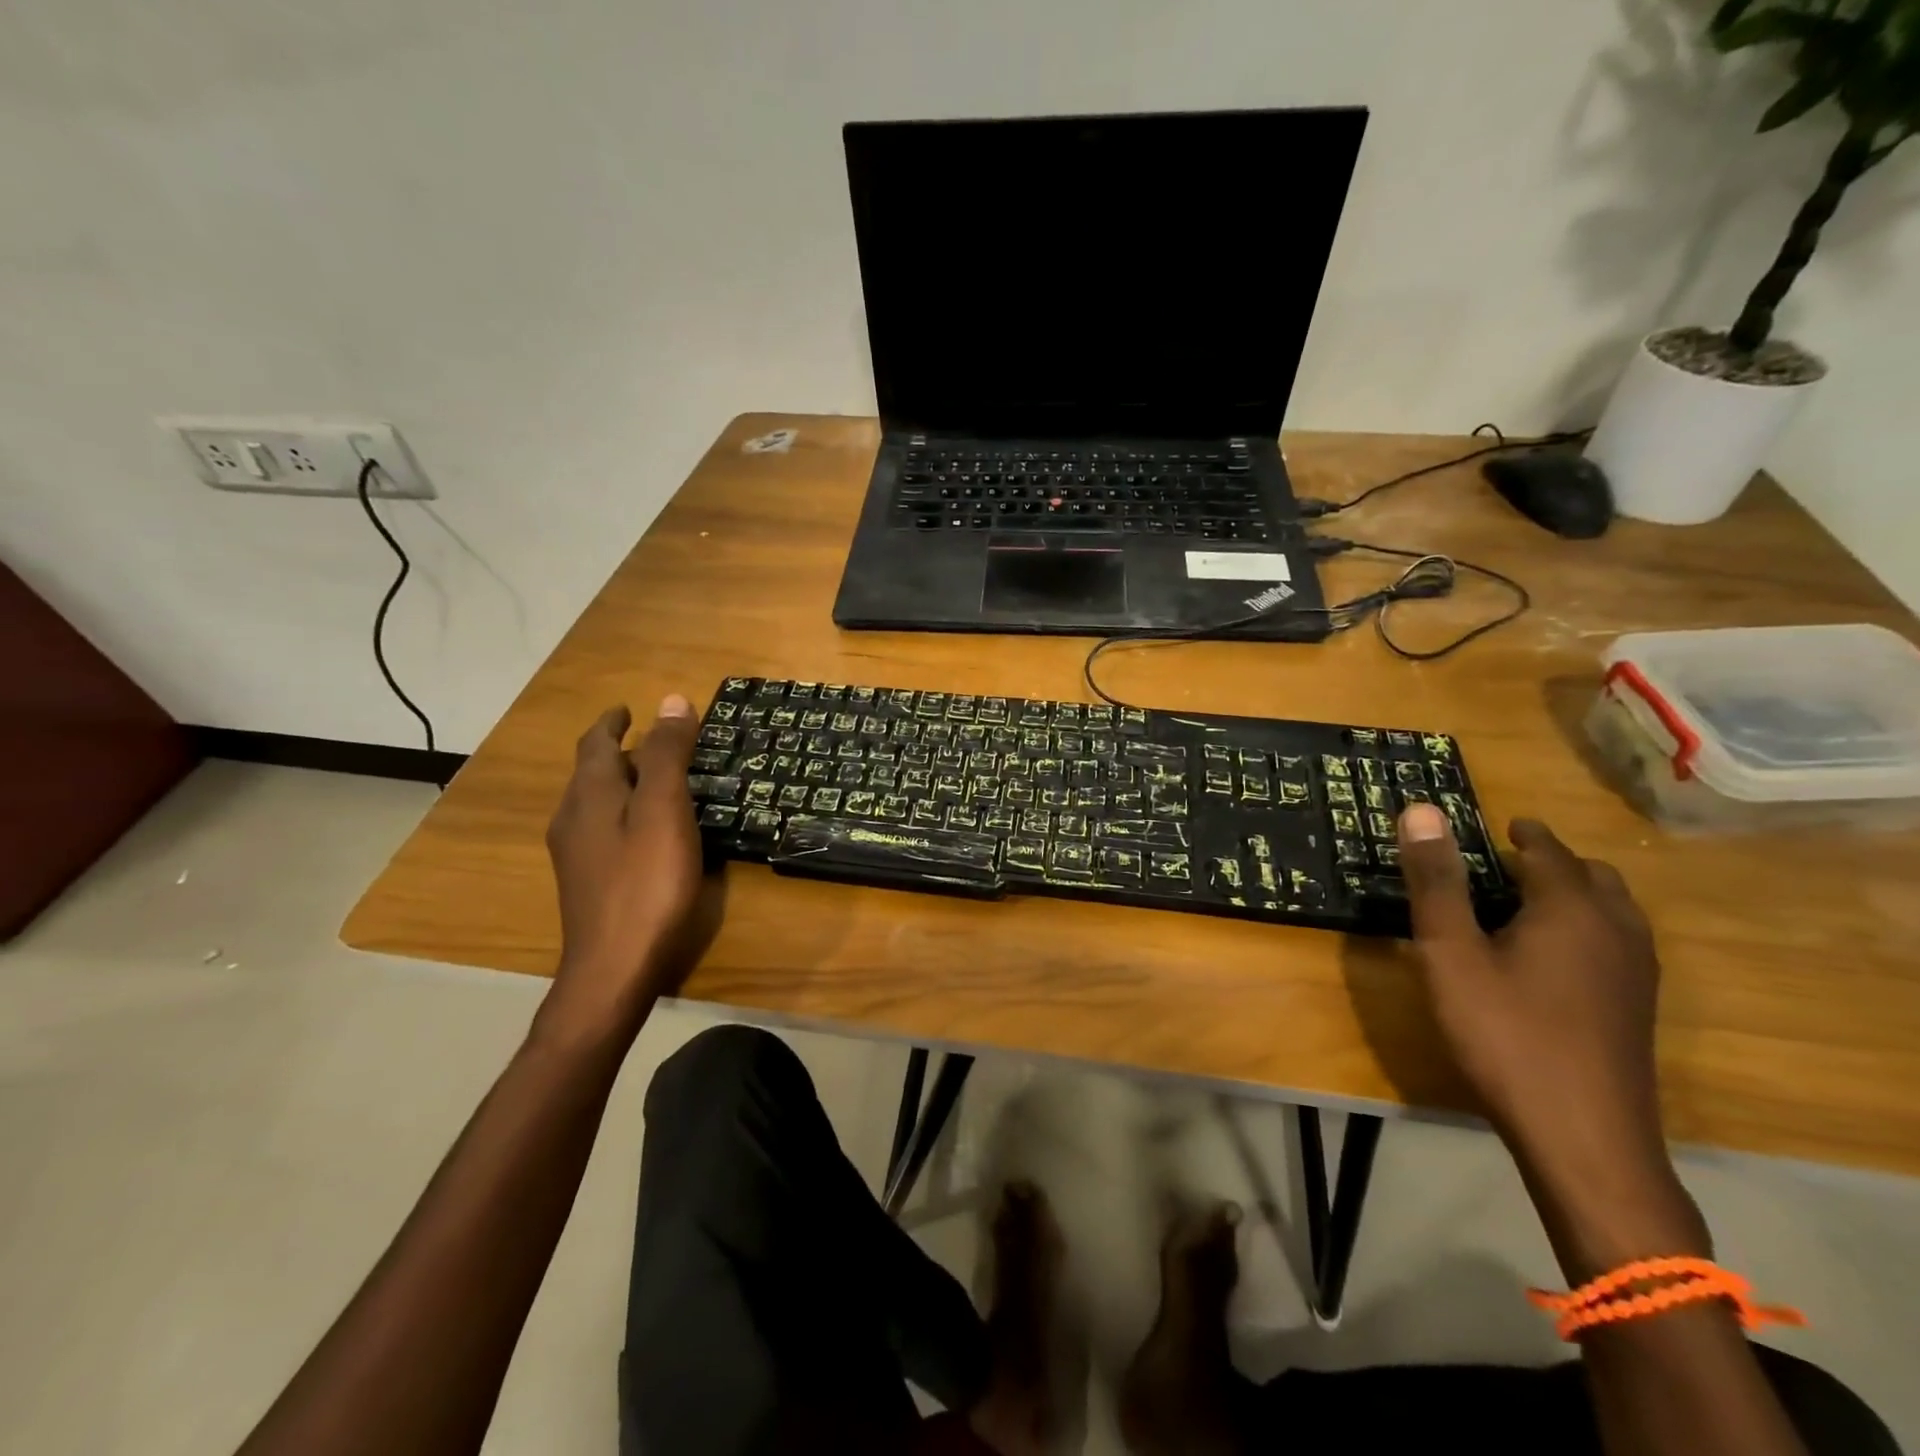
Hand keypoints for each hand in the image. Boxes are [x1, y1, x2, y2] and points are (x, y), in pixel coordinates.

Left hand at [541, 696, 708, 1036]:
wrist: (614, 968)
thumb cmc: (646, 883)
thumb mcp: (664, 811)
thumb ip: (667, 756)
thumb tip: (671, 700)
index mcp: (589, 795)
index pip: (596, 743)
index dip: (613, 722)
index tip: (629, 709)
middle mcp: (572, 818)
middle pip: (591, 772)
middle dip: (617, 751)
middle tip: (654, 742)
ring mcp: (576, 854)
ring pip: (595, 803)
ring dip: (620, 782)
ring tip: (655, 780)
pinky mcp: (587, 882)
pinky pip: (602, 829)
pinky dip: (623, 812)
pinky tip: (646, 832)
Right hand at [1395, 805, 1666, 1188]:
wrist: (1583, 1137)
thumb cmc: (1505, 1033)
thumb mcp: (1450, 954)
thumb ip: (1436, 881)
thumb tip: (1421, 810)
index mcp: (1572, 909)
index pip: (1548, 851)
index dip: (1522, 833)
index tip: (1498, 824)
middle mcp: (1616, 930)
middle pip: (1592, 876)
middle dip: (1552, 862)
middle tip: (1505, 864)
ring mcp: (1636, 973)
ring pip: (1612, 911)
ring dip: (1574, 894)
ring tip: (1525, 905)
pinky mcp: (1636, 1009)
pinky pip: (1617, 943)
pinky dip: (1586, 928)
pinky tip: (1551, 958)